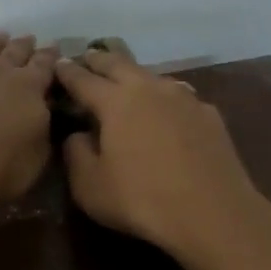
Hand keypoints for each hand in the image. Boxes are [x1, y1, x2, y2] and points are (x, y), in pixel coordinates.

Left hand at [0, 33, 58, 205]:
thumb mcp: (35, 159)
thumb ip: (42, 132)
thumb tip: (43, 113)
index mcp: (29, 90)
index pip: (45, 67)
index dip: (50, 57)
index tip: (54, 47)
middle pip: (15, 51)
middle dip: (25, 45)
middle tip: (30, 38)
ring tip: (0, 36)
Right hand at [54, 47, 263, 261]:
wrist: (212, 212)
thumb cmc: (142, 200)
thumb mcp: (90, 186)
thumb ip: (76, 153)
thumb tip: (78, 134)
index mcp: (115, 101)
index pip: (83, 79)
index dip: (68, 72)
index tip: (58, 64)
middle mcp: (150, 88)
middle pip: (120, 64)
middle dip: (100, 60)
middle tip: (89, 57)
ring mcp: (184, 98)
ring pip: (153, 76)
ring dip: (136, 75)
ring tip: (128, 79)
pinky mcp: (209, 114)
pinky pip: (181, 96)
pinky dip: (166, 97)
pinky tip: (169, 108)